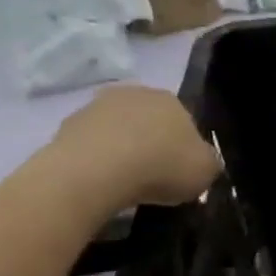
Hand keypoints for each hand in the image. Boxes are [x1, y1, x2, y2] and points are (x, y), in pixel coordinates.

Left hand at [39, 87, 220, 213]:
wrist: (95, 172)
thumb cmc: (161, 167)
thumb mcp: (206, 171)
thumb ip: (208, 162)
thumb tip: (202, 160)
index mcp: (171, 99)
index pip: (185, 121)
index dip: (185, 148)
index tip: (182, 171)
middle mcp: (135, 93)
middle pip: (150, 121)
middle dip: (153, 143)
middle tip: (155, 175)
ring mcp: (96, 106)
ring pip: (119, 130)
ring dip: (123, 149)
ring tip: (126, 182)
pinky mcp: (67, 125)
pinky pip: (92, 144)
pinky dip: (98, 159)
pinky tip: (103, 181)